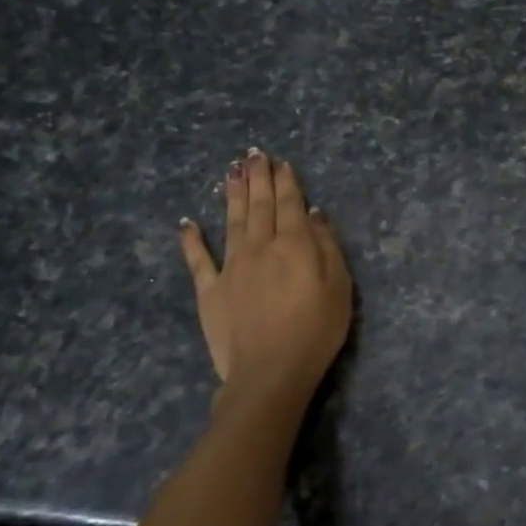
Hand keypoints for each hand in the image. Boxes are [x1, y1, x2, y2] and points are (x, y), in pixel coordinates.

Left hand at [179, 149, 352, 406]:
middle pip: (259, 205)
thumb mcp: (338, 286)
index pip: (290, 204)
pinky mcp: (210, 291)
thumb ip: (326, 246)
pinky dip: (191, 240)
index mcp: (293, 244)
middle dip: (257, 178)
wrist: (270, 372)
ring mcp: (231, 267)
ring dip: (231, 194)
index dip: (286, 181)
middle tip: (253, 154)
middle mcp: (260, 246)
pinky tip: (187, 222)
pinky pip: (199, 260)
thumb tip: (315, 213)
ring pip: (231, 221)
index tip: (281, 162)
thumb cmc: (316, 329)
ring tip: (230, 171)